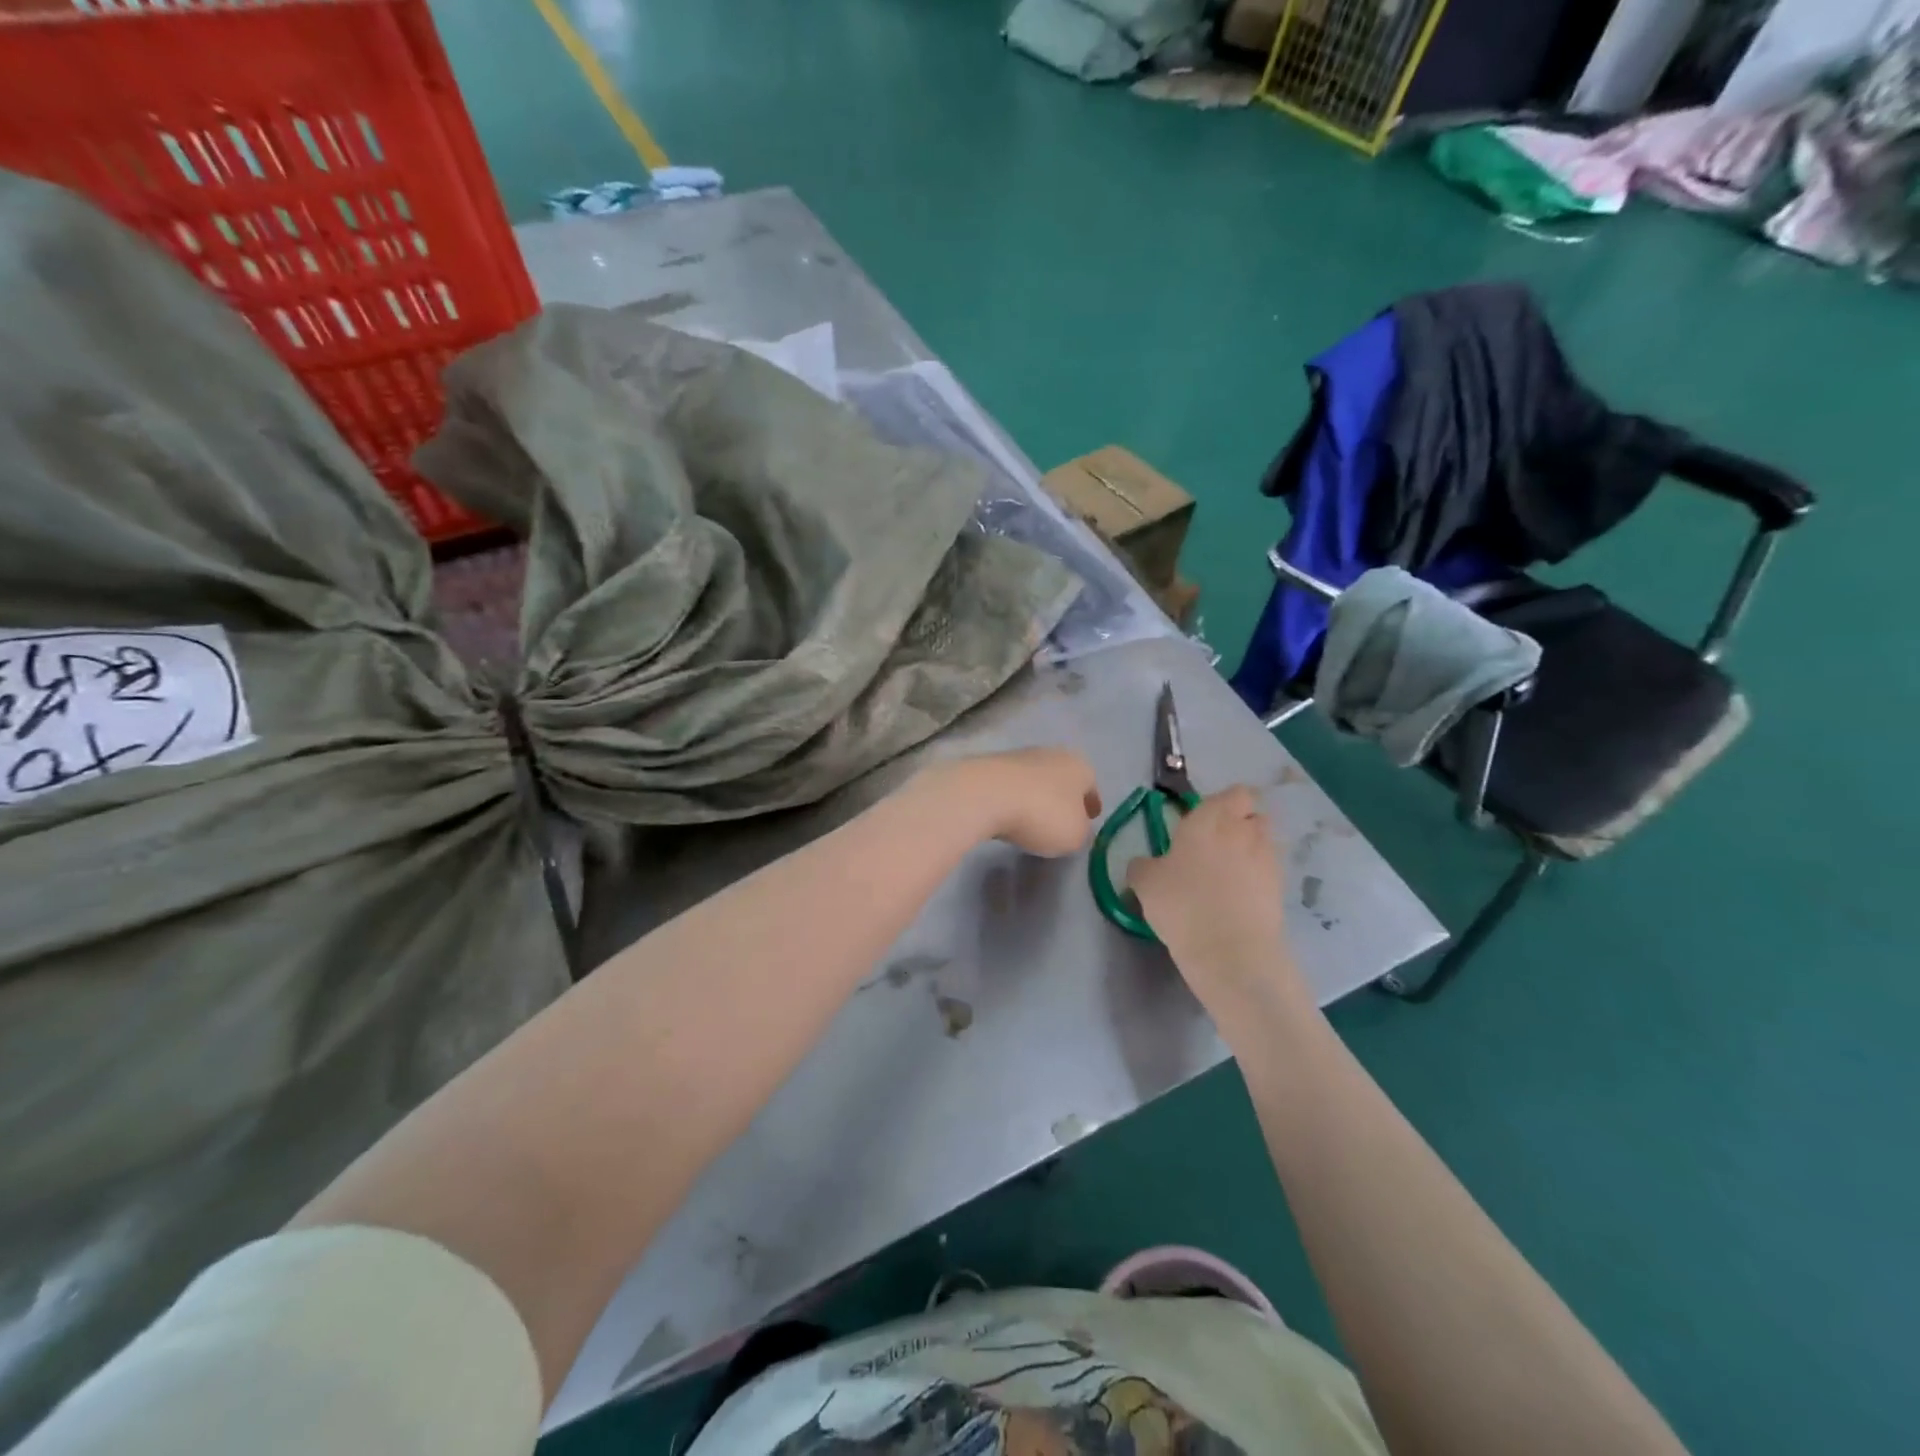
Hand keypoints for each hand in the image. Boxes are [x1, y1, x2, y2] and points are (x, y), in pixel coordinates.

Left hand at [931, 748, 1100, 857]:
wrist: (984, 794)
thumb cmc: (1042, 814)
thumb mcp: (1074, 836)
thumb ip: (1082, 833)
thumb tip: (1077, 829)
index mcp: (1079, 765)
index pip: (1091, 785)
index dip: (1091, 803)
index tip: (1090, 818)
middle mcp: (1051, 754)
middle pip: (1062, 778)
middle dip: (1063, 797)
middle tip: (1061, 819)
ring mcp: (1017, 756)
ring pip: (1035, 780)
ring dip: (1036, 796)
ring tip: (1032, 820)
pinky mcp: (989, 766)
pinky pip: (1010, 787)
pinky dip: (1013, 799)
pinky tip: (1008, 815)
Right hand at [1127, 785, 1308, 1022]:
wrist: (1231, 951)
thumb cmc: (1182, 904)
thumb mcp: (1144, 883)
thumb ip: (1143, 865)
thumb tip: (1144, 864)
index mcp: (1210, 819)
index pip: (1233, 793)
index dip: (1222, 804)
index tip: (1203, 822)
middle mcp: (1243, 831)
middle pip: (1253, 814)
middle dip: (1240, 823)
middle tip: (1215, 846)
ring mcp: (1267, 859)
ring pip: (1265, 841)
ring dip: (1251, 848)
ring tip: (1229, 872)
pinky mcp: (1281, 889)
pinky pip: (1269, 870)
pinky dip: (1258, 877)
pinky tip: (1239, 897)